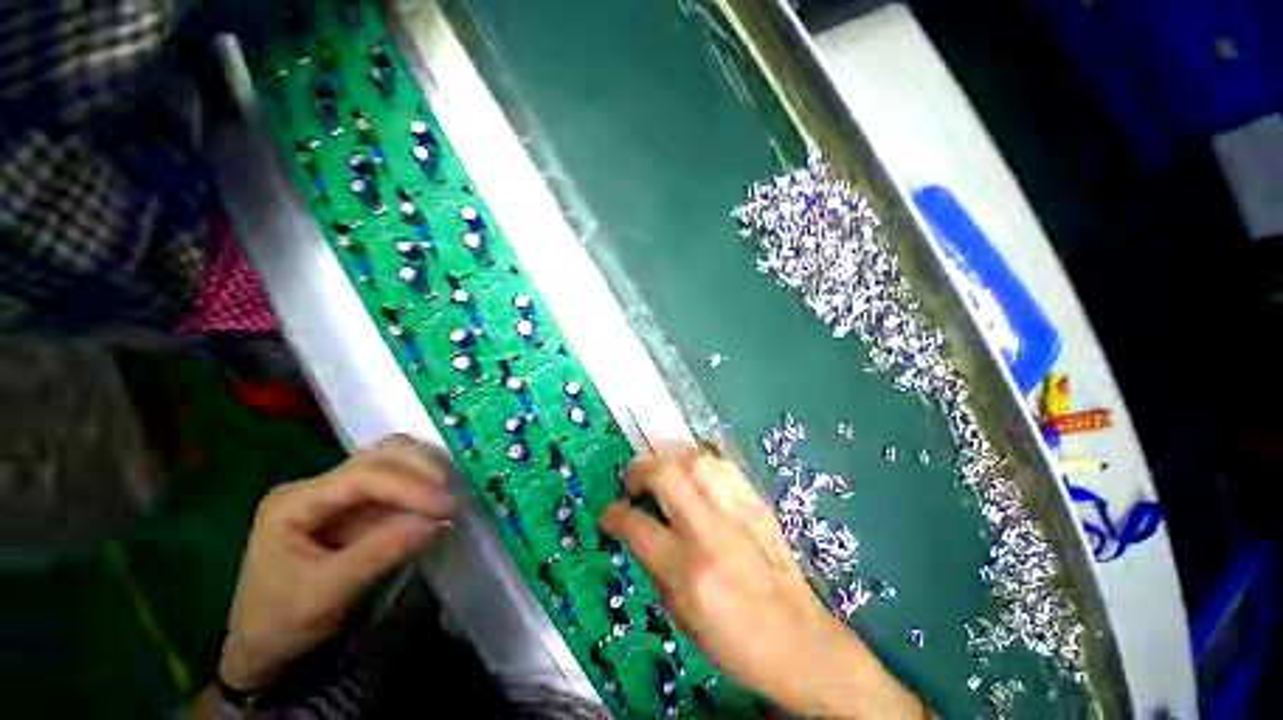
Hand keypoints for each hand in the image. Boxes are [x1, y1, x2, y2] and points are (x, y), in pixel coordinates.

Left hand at [218, 434, 454, 692]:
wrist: (267, 648)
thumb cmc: (283, 624)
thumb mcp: (326, 595)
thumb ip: (380, 553)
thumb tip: (438, 521)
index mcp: (296, 502)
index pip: (364, 476)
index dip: (410, 486)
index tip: (447, 507)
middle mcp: (319, 486)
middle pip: (382, 455)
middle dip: (423, 470)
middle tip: (452, 498)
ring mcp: (340, 493)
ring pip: (395, 460)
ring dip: (427, 472)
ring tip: (449, 497)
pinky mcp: (360, 506)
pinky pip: (400, 482)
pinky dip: (424, 486)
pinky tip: (439, 500)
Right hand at [600, 449, 924, 718]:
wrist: (801, 643)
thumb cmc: (736, 643)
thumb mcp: (682, 617)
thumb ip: (655, 567)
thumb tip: (637, 531)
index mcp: (689, 572)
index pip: (637, 526)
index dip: (614, 513)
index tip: (609, 512)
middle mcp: (711, 532)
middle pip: (667, 475)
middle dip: (640, 469)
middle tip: (633, 480)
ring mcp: (738, 513)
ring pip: (697, 461)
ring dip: (671, 459)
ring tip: (664, 472)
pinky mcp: (757, 505)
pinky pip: (725, 466)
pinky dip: (702, 463)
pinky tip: (696, 475)